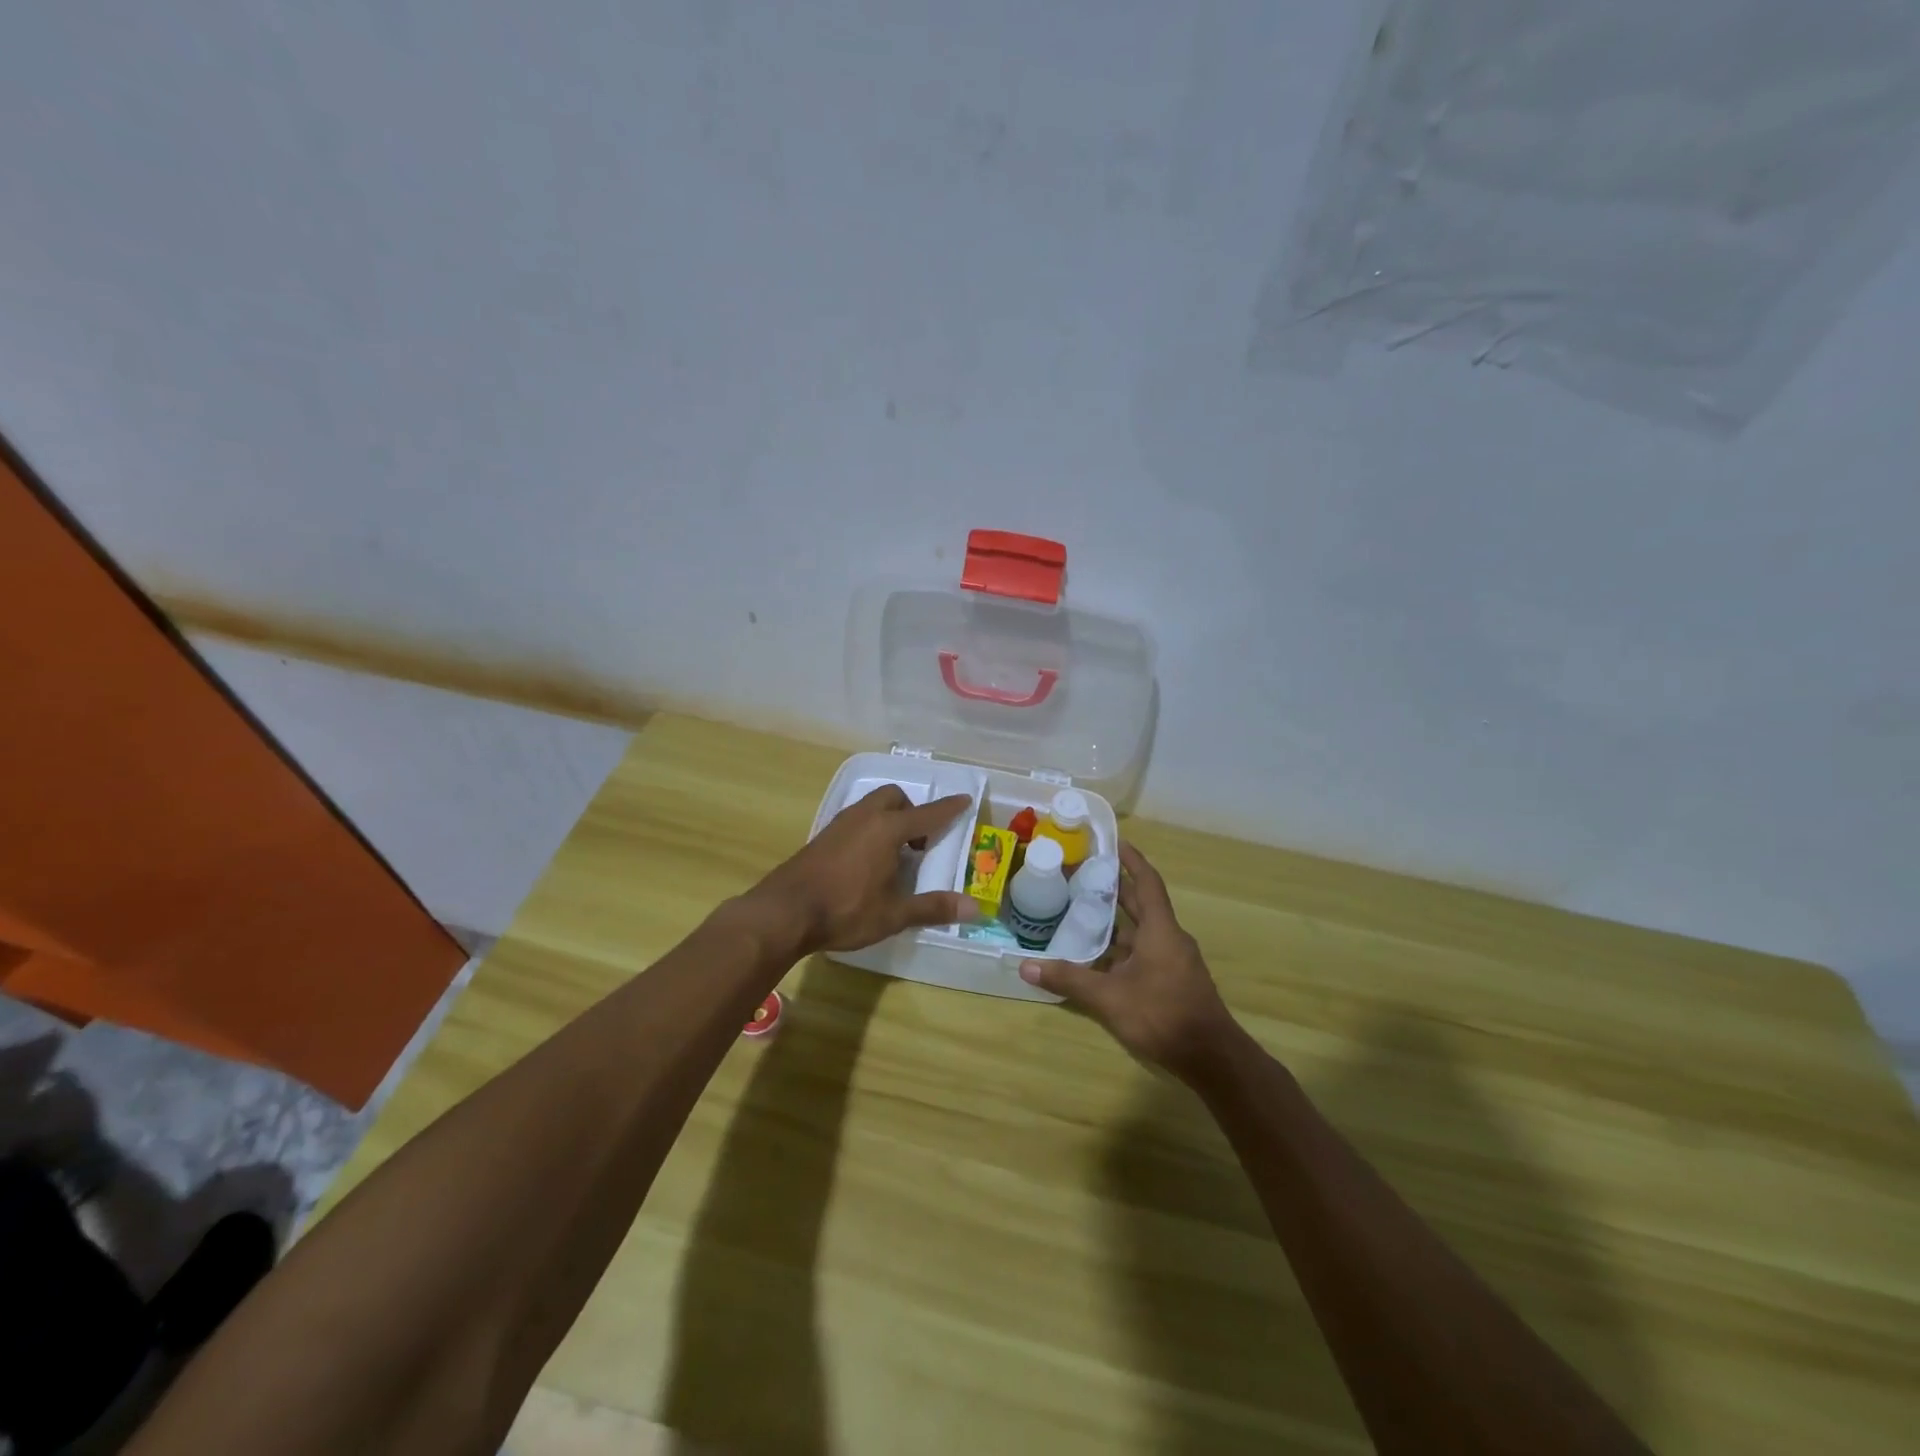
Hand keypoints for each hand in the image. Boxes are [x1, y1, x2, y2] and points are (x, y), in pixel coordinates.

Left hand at [747, 785, 978, 955]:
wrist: (784, 912)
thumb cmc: (845, 910)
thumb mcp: (893, 914)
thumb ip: (933, 907)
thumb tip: (975, 908)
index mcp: (887, 830)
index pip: (927, 815)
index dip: (948, 808)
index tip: (965, 799)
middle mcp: (864, 818)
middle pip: (894, 797)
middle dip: (912, 810)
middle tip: (919, 842)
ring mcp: (839, 824)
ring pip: (871, 806)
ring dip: (889, 818)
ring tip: (895, 853)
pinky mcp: (822, 837)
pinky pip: (855, 819)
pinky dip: (870, 828)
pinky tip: (866, 860)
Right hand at [1019, 843, 1236, 1080]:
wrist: (1211, 1057)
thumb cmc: (1162, 1014)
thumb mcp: (1109, 996)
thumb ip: (1069, 979)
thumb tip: (1025, 966)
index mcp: (1160, 929)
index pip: (1147, 883)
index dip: (1132, 861)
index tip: (1115, 842)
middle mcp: (1169, 938)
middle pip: (1142, 905)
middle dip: (1116, 889)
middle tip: (1084, 875)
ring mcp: (1174, 961)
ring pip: (1141, 932)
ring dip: (1116, 922)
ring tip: (1082, 914)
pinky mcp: (1173, 982)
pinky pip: (1144, 953)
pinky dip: (1121, 949)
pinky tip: (1098, 959)